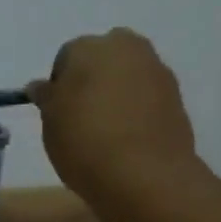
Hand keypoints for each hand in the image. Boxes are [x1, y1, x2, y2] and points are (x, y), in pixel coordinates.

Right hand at [26, 28, 204, 204]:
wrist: (143, 174)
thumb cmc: (83, 142)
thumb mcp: (49, 123)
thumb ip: (47, 98)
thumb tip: (43, 87)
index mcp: (88, 47)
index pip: (66, 58)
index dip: (59, 85)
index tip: (57, 112)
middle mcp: (125, 47)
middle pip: (102, 59)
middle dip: (92, 79)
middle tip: (81, 116)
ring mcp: (156, 70)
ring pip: (127, 75)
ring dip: (116, 93)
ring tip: (105, 131)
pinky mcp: (177, 96)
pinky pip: (147, 96)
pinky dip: (137, 109)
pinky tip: (127, 138)